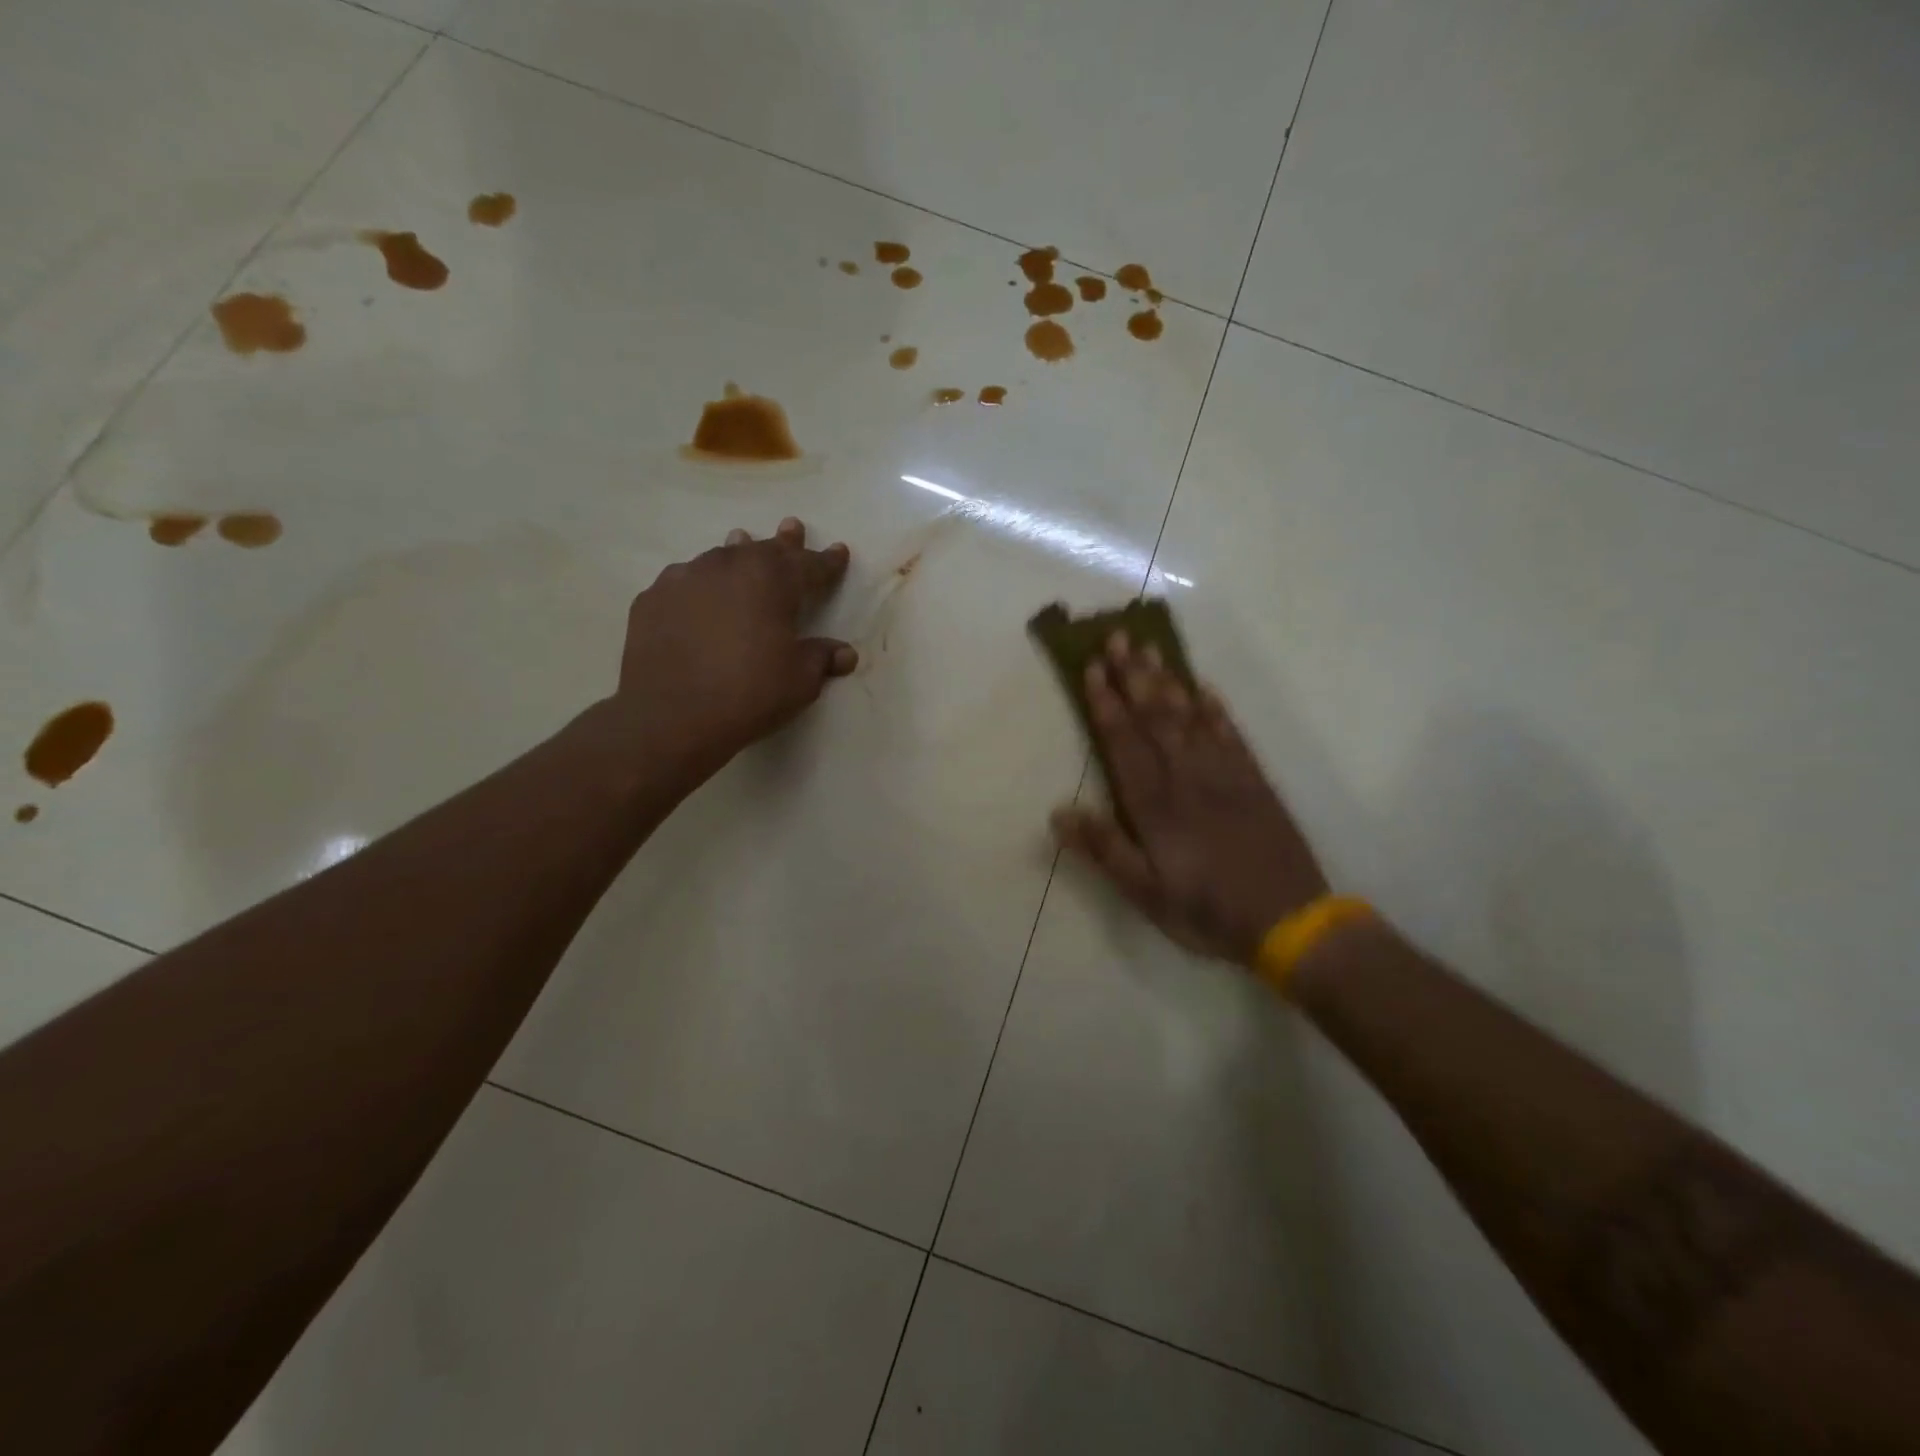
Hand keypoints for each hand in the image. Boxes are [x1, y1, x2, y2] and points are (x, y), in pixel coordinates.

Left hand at [611, 517, 853, 771]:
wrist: (670, 715)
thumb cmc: (749, 693)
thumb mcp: (800, 680)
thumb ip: (822, 659)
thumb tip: (845, 653)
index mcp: (772, 580)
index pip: (809, 565)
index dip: (827, 561)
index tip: (839, 552)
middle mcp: (728, 566)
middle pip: (764, 549)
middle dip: (784, 543)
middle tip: (792, 527)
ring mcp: (685, 578)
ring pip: (720, 557)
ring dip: (738, 552)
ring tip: (742, 541)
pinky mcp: (653, 598)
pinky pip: (684, 581)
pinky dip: (700, 583)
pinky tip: (699, 593)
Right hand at [1050, 633, 1328, 964]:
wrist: (1289, 920)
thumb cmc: (1206, 910)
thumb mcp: (1145, 893)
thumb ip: (1105, 849)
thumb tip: (1059, 812)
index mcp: (1155, 803)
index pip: (1123, 742)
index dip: (1105, 704)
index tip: (1090, 668)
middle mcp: (1187, 776)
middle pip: (1155, 716)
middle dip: (1132, 676)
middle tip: (1116, 636)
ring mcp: (1224, 774)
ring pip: (1190, 715)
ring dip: (1167, 680)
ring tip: (1149, 648)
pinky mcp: (1254, 780)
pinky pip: (1230, 733)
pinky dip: (1215, 707)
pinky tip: (1203, 688)